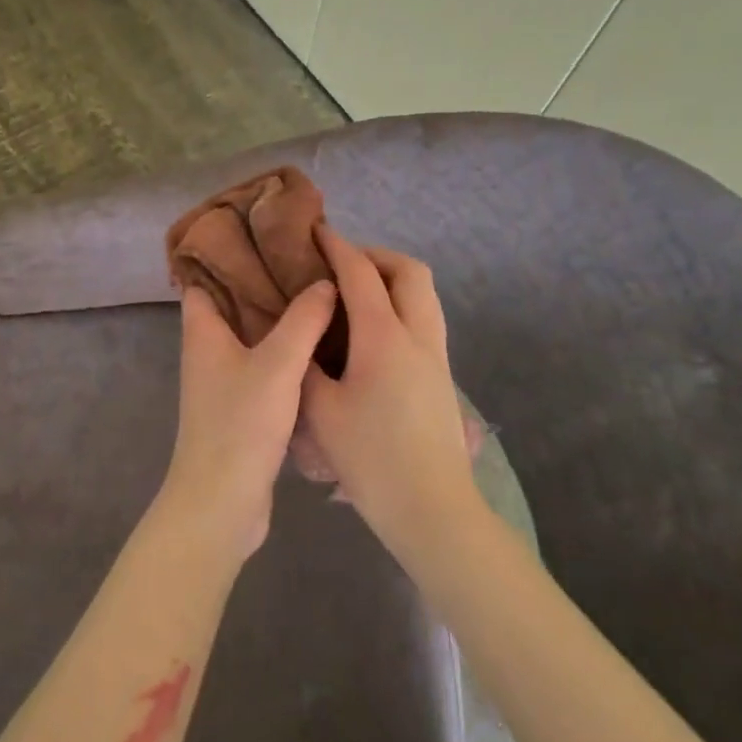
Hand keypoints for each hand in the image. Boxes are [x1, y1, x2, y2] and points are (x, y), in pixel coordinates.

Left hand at [159, 280, 337, 560]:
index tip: (260, 233)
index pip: (202, 278)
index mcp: (202, 331)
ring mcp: (222, 381)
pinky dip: (283, 350)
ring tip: (317, 293)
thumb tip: (325, 281)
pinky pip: (262, 364)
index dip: (224, 252)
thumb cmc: (240, 425)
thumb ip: (303, 320)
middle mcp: (207, 351)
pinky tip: (318, 345)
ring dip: (276, 316)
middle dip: (260, 281)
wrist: (222, 503)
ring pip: (249, 335)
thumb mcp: (277, 364)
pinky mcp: (240, 407)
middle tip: (303, 260)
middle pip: (230, 303)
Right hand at [302, 227, 481, 559]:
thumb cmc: (371, 459)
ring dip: (393, 279)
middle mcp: (418, 335)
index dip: (337, 247)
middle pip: (409, 271)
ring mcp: (436, 355)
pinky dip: (402, 305)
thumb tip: (300, 339)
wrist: (432, 509)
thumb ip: (305, 366)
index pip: (360, 274)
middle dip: (376, 256)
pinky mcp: (442, 376)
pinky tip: (372, 334)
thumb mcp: (320, 411)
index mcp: (384, 336)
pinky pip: (425, 318)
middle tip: (341, 266)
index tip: (316, 232)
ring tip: (356, 294)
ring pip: (424, 294)